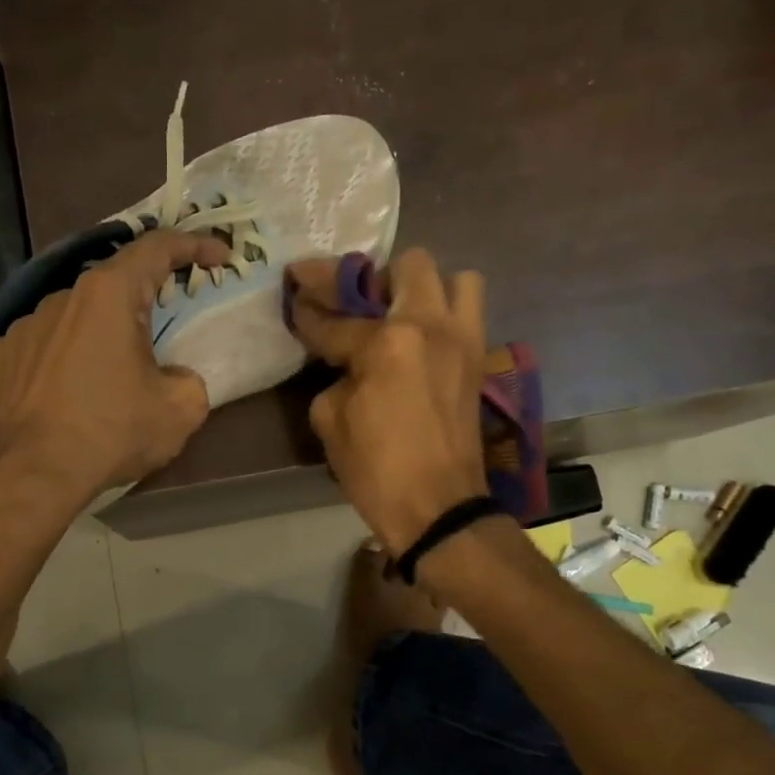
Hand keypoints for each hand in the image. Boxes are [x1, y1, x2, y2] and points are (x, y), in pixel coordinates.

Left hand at [0, 228, 230, 516]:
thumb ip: (189, 380)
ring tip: (104, 383)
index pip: (157, 247)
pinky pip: (38, 350)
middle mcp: (60, 297)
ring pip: (71, 320)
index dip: (194, 245)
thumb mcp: (179, 411)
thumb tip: (172, 377)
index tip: (218, 256)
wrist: (30, 476)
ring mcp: (21, 327)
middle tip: (160, 337)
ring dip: (95, 338)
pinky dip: (57, 363)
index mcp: (109, 295)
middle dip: (141, 305)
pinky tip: (62, 397)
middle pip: (111, 287)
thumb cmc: (110, 433)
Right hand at [287, 249, 490, 555]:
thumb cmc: (376, 469)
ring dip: (424, 288)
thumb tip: (346, 362)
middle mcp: (432, 326)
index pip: (337, 317)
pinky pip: (468, 313)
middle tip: (354, 304)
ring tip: (400, 315)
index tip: (295, 296)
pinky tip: (419, 341)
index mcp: (388, 342)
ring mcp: (463, 340)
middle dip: (374, 279)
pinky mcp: (479, 359)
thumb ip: (334, 375)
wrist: (438, 508)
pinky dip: (444, 314)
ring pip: (455, 278)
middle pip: (408, 266)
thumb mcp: (330, 420)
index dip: (309, 309)